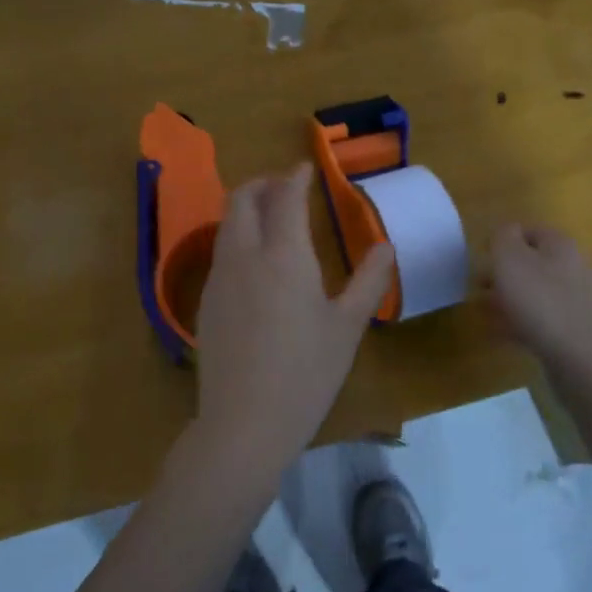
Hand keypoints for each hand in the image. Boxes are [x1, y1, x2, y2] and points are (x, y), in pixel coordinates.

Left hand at [195, 165, 394, 461]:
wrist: (244, 423)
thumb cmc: (306, 374)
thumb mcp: (347, 328)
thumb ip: (368, 281)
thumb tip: (386, 246)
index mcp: (283, 255)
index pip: (285, 197)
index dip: (295, 177)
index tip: (306, 169)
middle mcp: (244, 256)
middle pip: (240, 199)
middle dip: (262, 183)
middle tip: (286, 188)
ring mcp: (219, 280)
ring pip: (226, 225)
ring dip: (247, 210)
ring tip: (273, 221)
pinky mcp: (205, 303)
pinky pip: (221, 254)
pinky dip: (238, 239)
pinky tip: (257, 266)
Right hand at [488, 224, 591, 380]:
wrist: (584, 357)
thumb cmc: (541, 299)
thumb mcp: (510, 258)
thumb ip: (502, 238)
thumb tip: (505, 232)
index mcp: (558, 244)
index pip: (529, 230)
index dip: (503, 239)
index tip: (481, 256)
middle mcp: (570, 268)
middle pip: (531, 263)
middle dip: (503, 273)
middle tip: (478, 286)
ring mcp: (573, 302)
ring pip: (533, 293)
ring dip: (508, 299)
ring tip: (484, 312)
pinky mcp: (571, 332)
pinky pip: (538, 321)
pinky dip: (518, 323)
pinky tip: (501, 334)